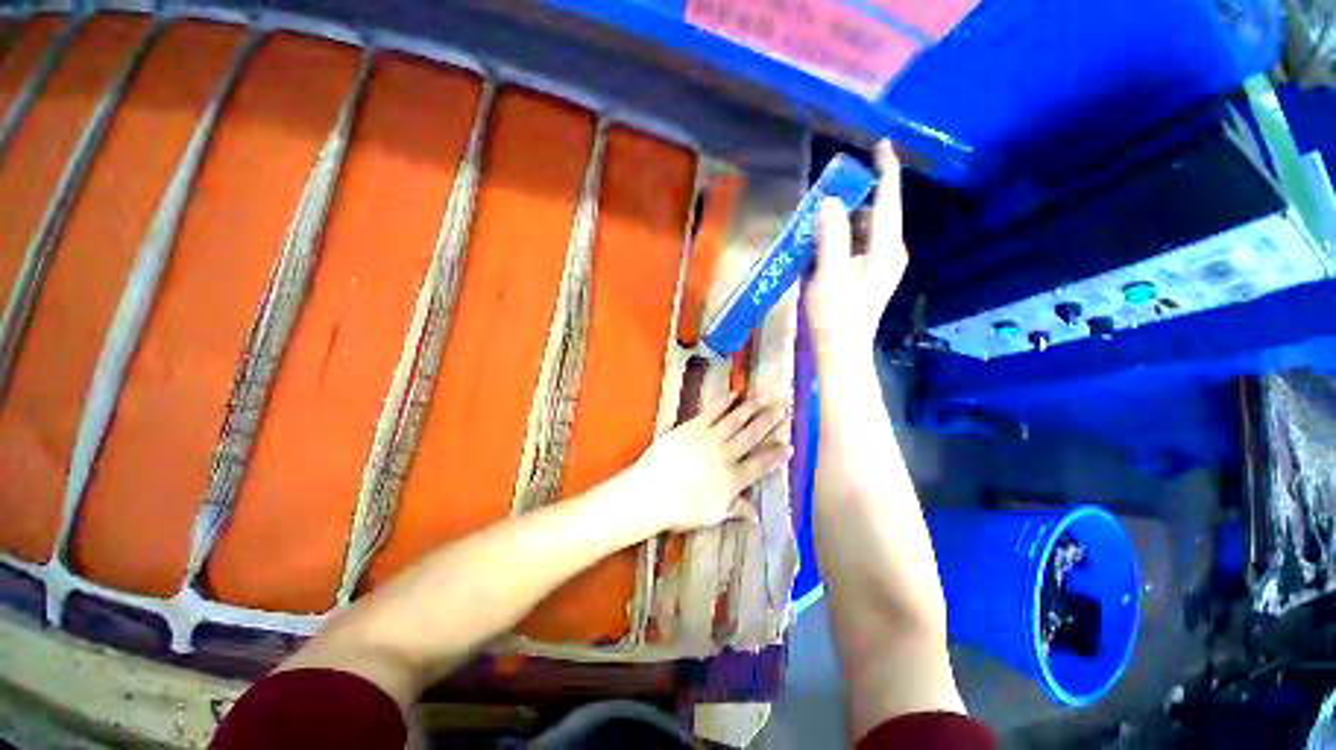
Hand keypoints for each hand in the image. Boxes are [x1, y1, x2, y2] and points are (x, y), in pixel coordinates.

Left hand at [629, 394, 789, 532]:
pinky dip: (724, 402)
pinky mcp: (693, 427)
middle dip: (769, 421)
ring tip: (765, 396)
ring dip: (752, 407)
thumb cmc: (680, 509)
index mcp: (732, 480)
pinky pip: (713, 411)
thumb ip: (735, 509)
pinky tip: (735, 394)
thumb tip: (757, 516)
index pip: (760, 465)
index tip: (790, 445)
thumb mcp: (711, 515)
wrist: (651, 492)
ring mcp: (710, 438)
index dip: (776, 456)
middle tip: (783, 408)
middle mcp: (725, 455)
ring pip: (736, 420)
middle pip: (751, 436)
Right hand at [805, 141, 907, 364]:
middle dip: (853, 198)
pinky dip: (839, 238)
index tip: (880, 144)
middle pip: (874, 212)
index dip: (885, 170)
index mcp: (885, 248)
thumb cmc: (835, 315)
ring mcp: (879, 264)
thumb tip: (830, 202)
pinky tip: (819, 243)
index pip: (888, 200)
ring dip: (842, 220)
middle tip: (825, 191)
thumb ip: (831, 236)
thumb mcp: (829, 274)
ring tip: (815, 218)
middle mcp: (889, 251)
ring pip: (862, 229)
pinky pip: (855, 245)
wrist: (841, 350)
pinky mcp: (868, 274)